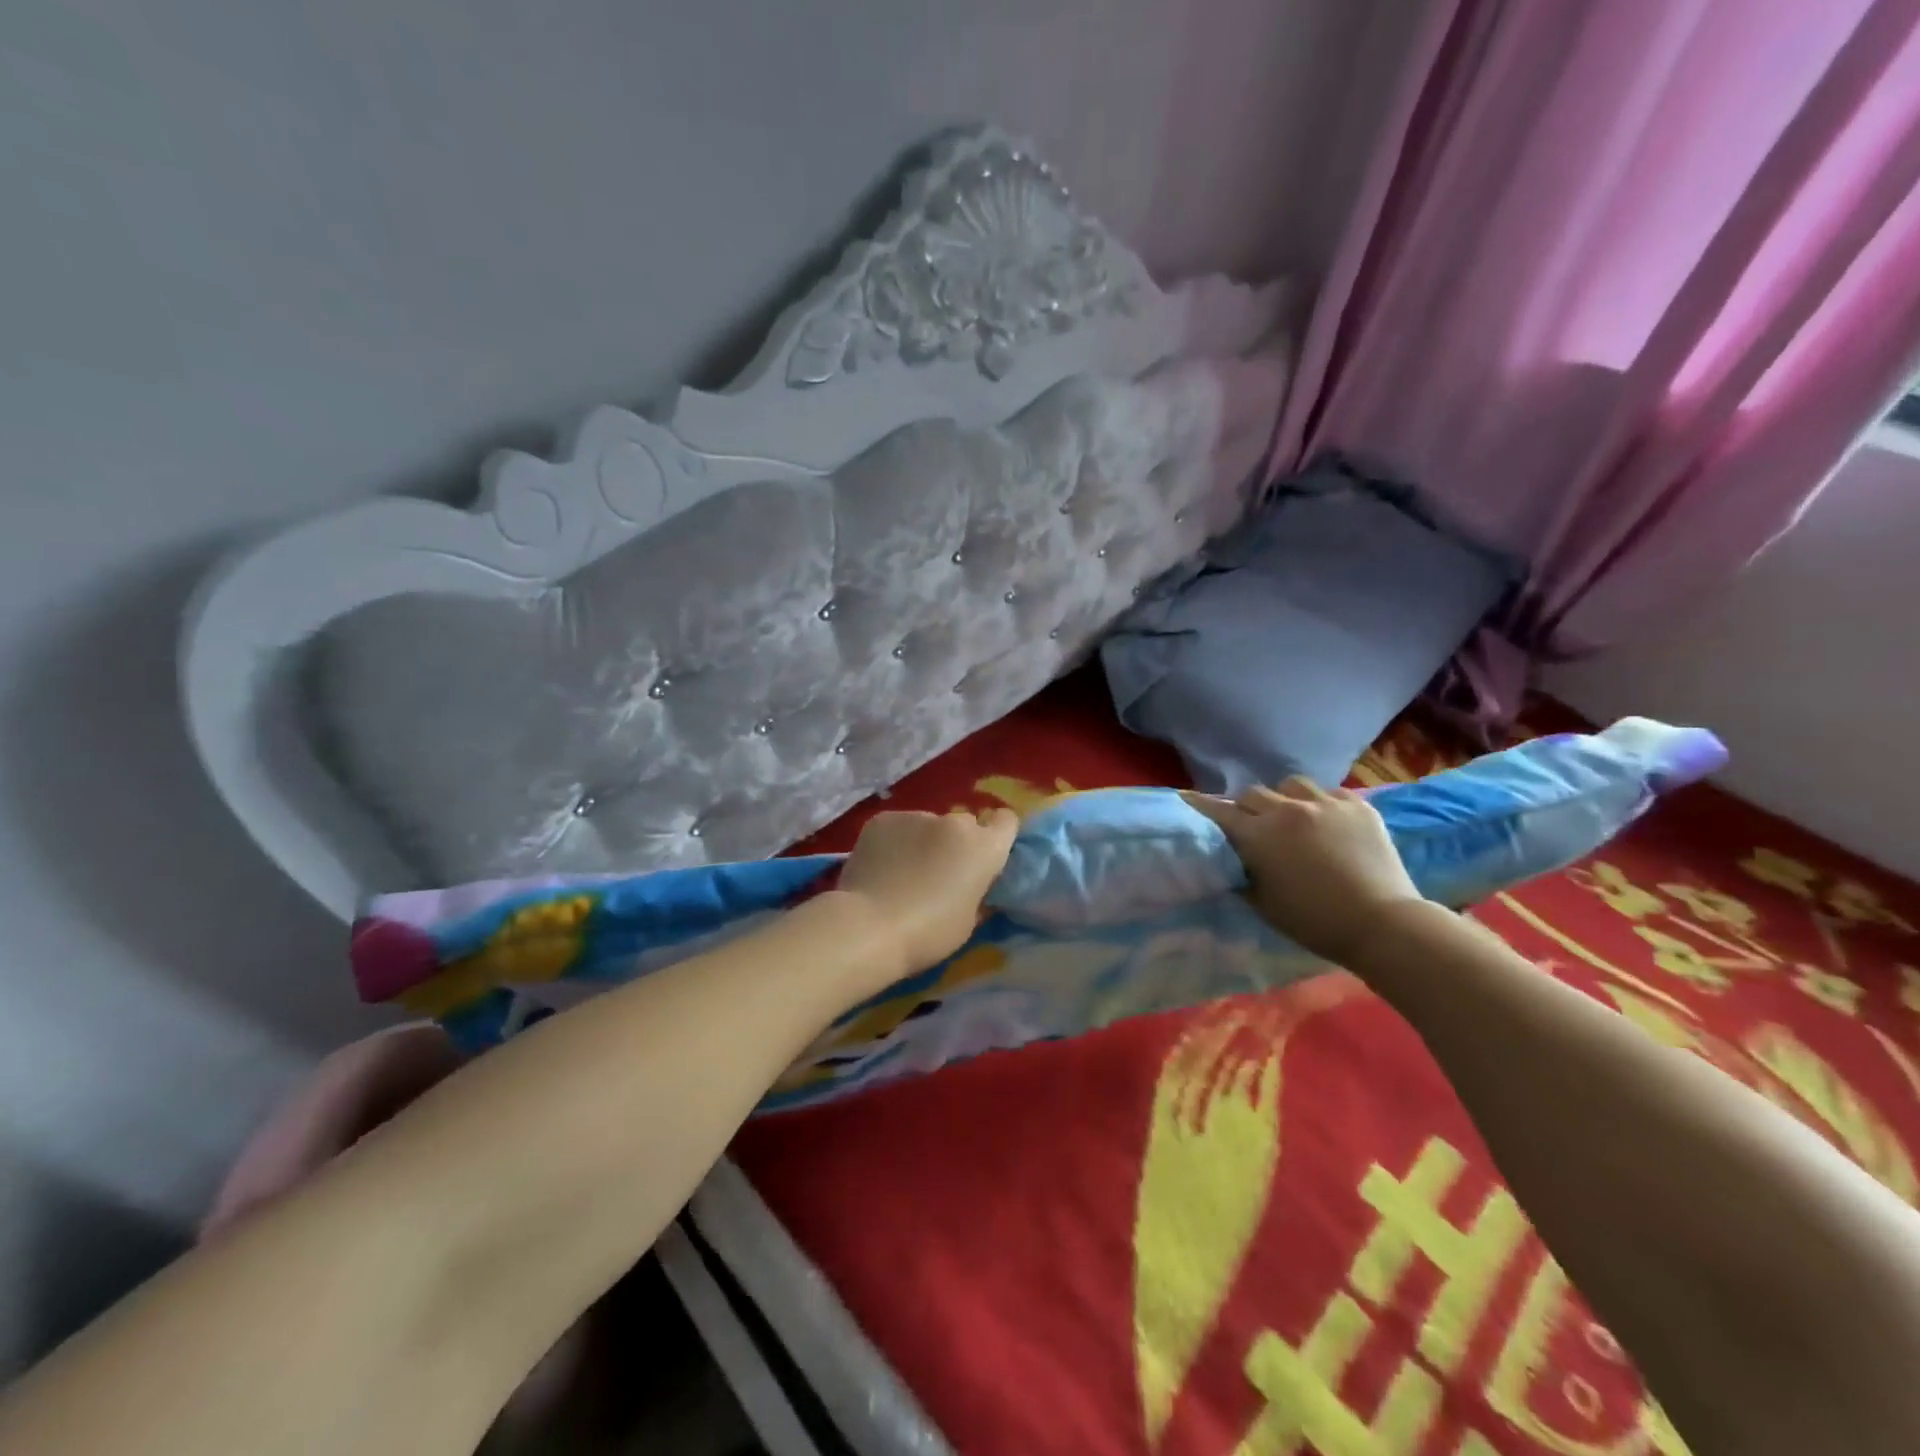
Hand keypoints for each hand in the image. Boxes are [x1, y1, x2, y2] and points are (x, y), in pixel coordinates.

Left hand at [837, 809, 1020, 975]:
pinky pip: (897, 827)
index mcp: (984, 848)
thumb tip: (972, 884)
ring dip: (922, 842)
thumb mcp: (967, 921)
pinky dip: (893, 842)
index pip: (1006, 821)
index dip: (997, 835)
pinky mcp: (883, 819)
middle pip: (964, 824)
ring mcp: (916, 816)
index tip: (984, 855)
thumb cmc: (928, 934)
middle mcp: (954, 822)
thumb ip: (976, 892)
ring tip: (902, 872)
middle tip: (939, 872)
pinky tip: (879, 866)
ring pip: (927, 825)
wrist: (869, 927)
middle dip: (956, 843)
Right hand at [1181, 778, 1424, 964]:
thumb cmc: (1314, 922)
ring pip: (1290, 784)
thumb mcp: (1262, 903)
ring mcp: (1325, 804)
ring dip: (1283, 798)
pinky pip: (1327, 792)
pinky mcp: (1357, 806)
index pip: (1218, 811)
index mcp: (1259, 835)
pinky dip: (1319, 803)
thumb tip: (1230, 860)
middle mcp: (1287, 810)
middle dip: (1247, 807)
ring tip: (1292, 816)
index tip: (1186, 798)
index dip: (1200, 805)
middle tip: (1252, 825)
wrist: (1382, 924)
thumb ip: (1241, 874)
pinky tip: (1326, 822)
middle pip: (1252, 793)